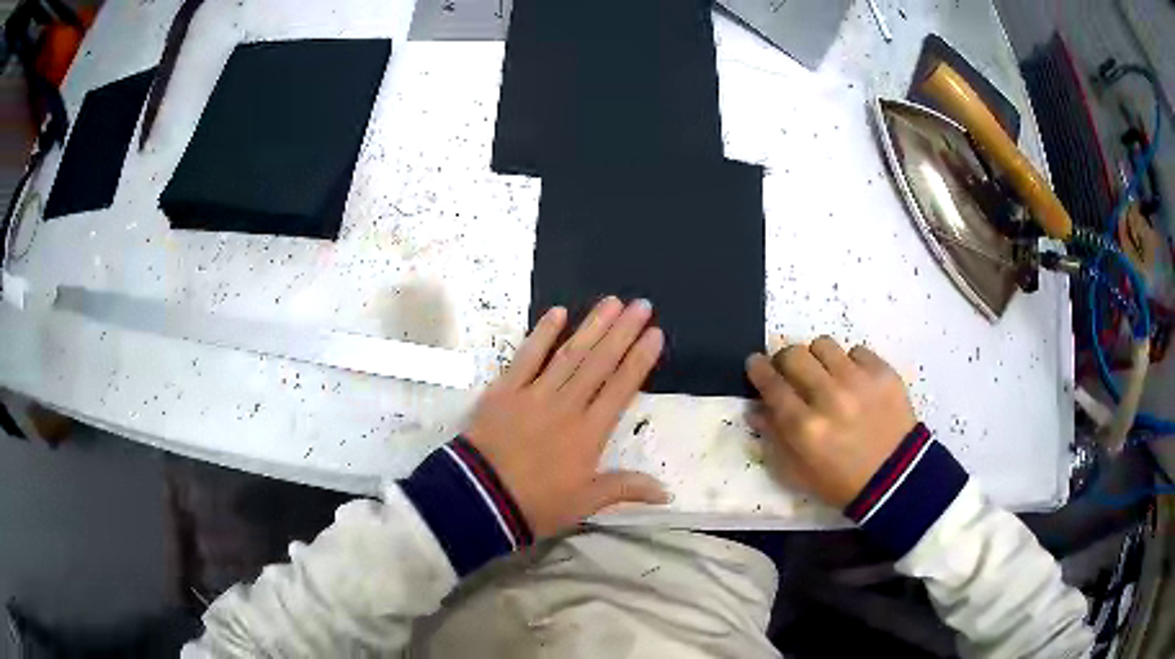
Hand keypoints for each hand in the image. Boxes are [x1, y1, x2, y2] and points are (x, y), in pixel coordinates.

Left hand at [464, 297, 668, 538]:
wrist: (480, 499)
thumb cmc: (536, 505)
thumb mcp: (585, 503)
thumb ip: (625, 488)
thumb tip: (667, 491)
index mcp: (589, 433)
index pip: (621, 388)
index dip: (640, 359)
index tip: (655, 333)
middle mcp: (567, 405)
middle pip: (600, 362)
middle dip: (623, 332)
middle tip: (641, 304)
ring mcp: (534, 394)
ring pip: (569, 354)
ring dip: (592, 326)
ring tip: (611, 302)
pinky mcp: (505, 390)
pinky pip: (526, 356)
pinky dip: (542, 333)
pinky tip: (557, 312)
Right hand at [745, 337, 916, 508]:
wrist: (895, 478)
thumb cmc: (840, 481)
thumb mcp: (797, 472)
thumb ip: (773, 438)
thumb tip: (755, 408)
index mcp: (804, 427)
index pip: (771, 384)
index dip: (758, 369)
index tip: (755, 363)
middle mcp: (829, 398)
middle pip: (794, 355)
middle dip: (785, 359)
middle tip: (791, 371)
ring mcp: (859, 382)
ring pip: (824, 344)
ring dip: (817, 357)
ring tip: (825, 373)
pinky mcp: (883, 373)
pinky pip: (856, 350)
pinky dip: (850, 362)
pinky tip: (854, 381)